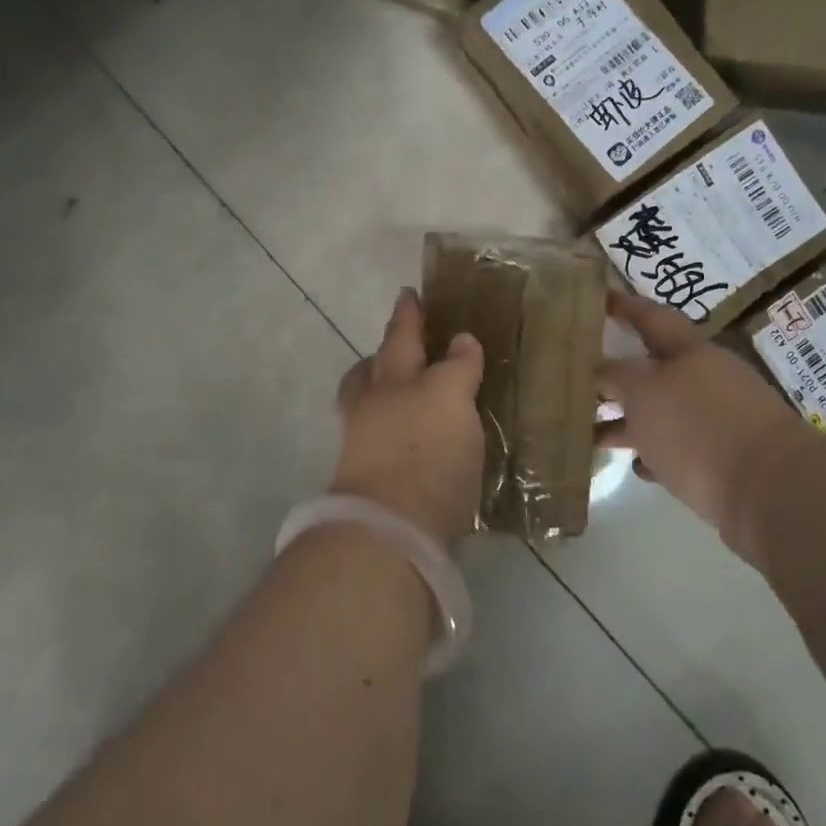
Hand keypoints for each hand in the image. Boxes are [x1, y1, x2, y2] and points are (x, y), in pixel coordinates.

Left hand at [332, 289, 485, 548]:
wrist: (393, 531)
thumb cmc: (426, 452)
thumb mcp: (451, 398)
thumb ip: (457, 368)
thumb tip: (461, 341)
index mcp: (391, 380)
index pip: (401, 337)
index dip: (407, 315)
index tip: (408, 294)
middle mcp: (371, 409)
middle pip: (369, 373)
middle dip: (382, 357)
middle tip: (399, 349)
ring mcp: (364, 448)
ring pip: (367, 409)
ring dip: (384, 397)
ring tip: (409, 398)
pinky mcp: (374, 485)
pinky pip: (379, 444)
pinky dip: (393, 434)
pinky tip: (415, 442)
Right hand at [597, 291, 825, 545]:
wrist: (771, 492)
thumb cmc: (698, 427)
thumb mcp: (643, 393)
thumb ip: (615, 376)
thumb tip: (598, 370)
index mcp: (690, 351)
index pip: (650, 317)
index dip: (624, 305)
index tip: (599, 297)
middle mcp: (706, 378)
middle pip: (654, 368)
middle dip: (618, 374)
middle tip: (580, 375)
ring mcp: (719, 419)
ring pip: (663, 411)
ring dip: (629, 420)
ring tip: (590, 431)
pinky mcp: (725, 458)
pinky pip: (680, 447)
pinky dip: (656, 452)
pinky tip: (637, 465)